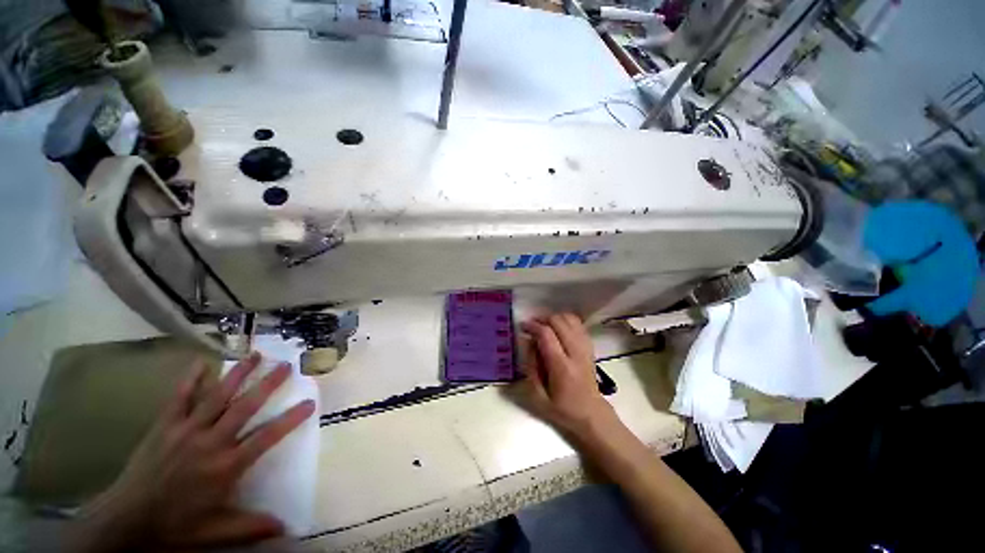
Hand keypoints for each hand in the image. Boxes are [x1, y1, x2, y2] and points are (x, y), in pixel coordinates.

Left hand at [71, 353, 315, 551]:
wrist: (126, 519)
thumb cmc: (174, 525)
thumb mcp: (215, 532)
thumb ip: (251, 527)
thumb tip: (288, 528)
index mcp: (226, 466)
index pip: (267, 437)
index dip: (291, 419)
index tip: (310, 402)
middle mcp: (211, 442)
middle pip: (245, 407)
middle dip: (268, 384)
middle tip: (286, 365)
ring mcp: (186, 430)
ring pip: (217, 396)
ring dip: (238, 373)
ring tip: (256, 355)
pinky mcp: (165, 425)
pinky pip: (180, 397)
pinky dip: (191, 378)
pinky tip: (202, 362)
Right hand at [513, 313, 615, 436]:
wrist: (591, 413)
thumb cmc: (562, 408)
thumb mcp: (538, 397)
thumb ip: (530, 368)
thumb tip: (529, 342)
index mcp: (562, 367)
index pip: (547, 335)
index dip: (533, 326)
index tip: (523, 327)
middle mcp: (576, 353)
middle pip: (559, 322)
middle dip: (542, 319)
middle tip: (531, 326)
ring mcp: (585, 348)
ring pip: (570, 319)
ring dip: (554, 317)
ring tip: (543, 325)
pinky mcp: (589, 346)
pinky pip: (577, 324)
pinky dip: (565, 320)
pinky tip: (557, 327)